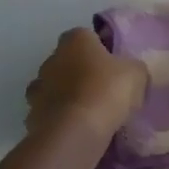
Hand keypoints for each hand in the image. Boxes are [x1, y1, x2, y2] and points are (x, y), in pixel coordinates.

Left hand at [25, 28, 147, 143]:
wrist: (75, 132)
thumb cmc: (106, 91)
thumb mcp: (136, 74)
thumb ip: (132, 68)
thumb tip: (129, 72)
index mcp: (75, 39)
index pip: (87, 36)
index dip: (100, 50)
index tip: (113, 66)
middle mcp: (51, 58)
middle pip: (67, 61)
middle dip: (80, 72)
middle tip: (102, 89)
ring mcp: (38, 89)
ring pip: (55, 88)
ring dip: (67, 96)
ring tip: (88, 113)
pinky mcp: (31, 117)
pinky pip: (49, 114)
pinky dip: (59, 119)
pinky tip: (76, 130)